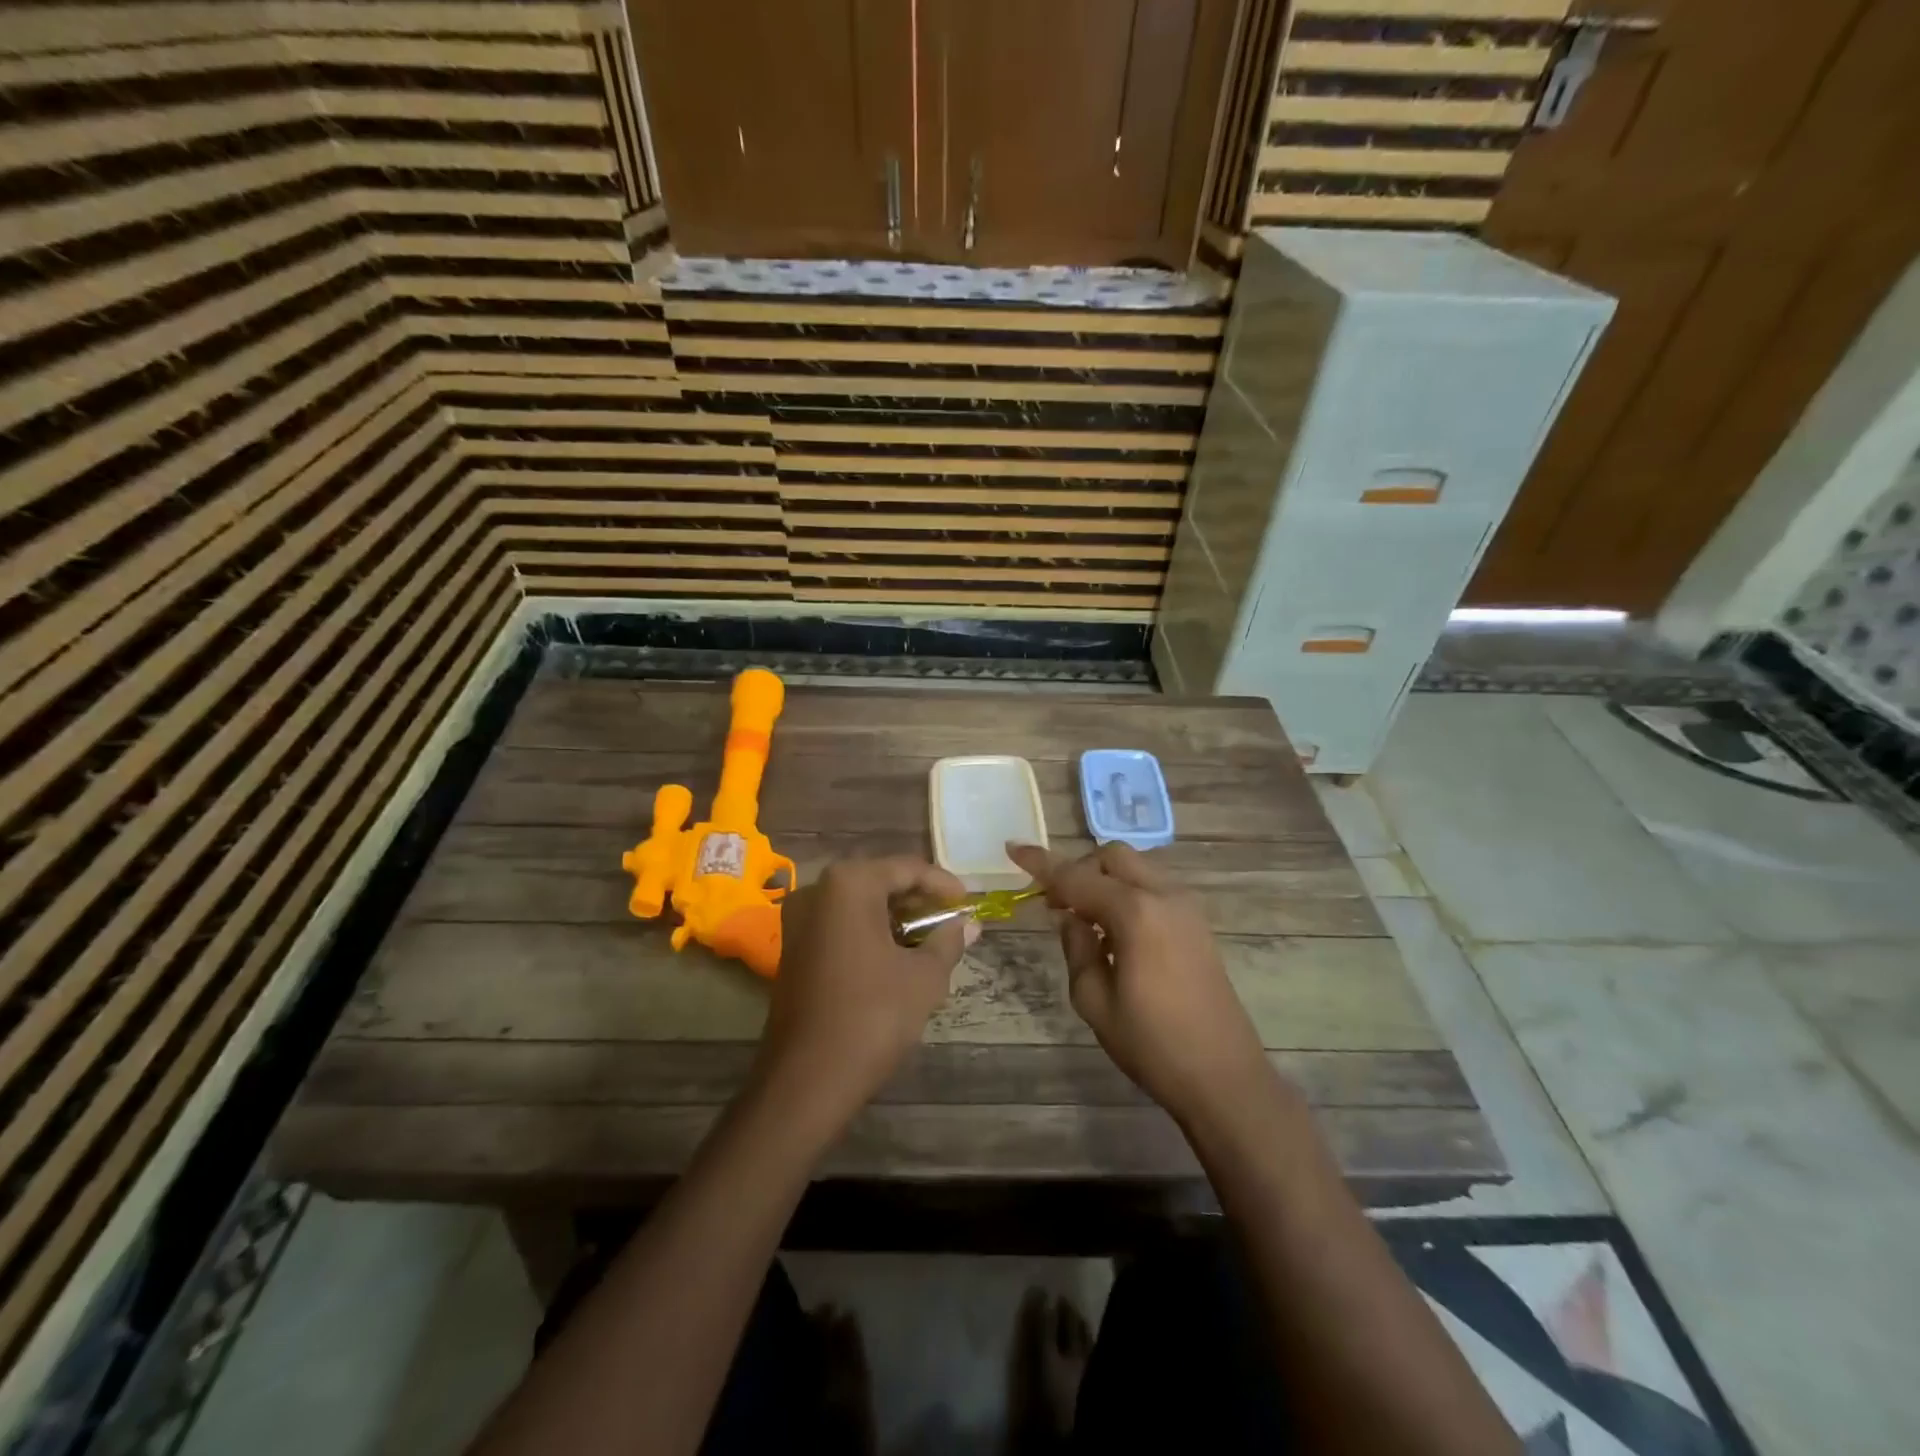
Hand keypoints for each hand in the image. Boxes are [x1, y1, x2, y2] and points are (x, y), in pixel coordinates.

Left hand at [757, 856, 972, 1131]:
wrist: (806, 1079)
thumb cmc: (872, 1016)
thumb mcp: (924, 977)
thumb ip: (948, 942)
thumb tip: (970, 924)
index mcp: (849, 883)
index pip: (907, 868)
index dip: (944, 884)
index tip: (970, 903)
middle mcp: (817, 889)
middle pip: (880, 881)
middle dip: (919, 901)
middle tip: (952, 922)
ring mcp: (799, 919)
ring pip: (859, 904)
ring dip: (896, 918)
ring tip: (931, 941)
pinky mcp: (792, 947)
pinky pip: (840, 925)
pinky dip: (870, 933)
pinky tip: (897, 957)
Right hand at [1007, 842, 1273, 1130]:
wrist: (1224, 1077)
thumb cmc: (1152, 1044)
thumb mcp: (1093, 1000)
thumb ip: (1076, 947)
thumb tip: (1070, 916)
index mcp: (1135, 912)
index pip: (1076, 876)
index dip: (1041, 863)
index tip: (1013, 848)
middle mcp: (1164, 896)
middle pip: (1113, 856)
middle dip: (1079, 868)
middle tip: (1057, 904)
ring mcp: (1186, 907)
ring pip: (1136, 868)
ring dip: (1105, 880)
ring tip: (1086, 921)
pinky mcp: (1197, 923)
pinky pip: (1153, 887)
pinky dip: (1128, 893)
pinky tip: (1116, 933)